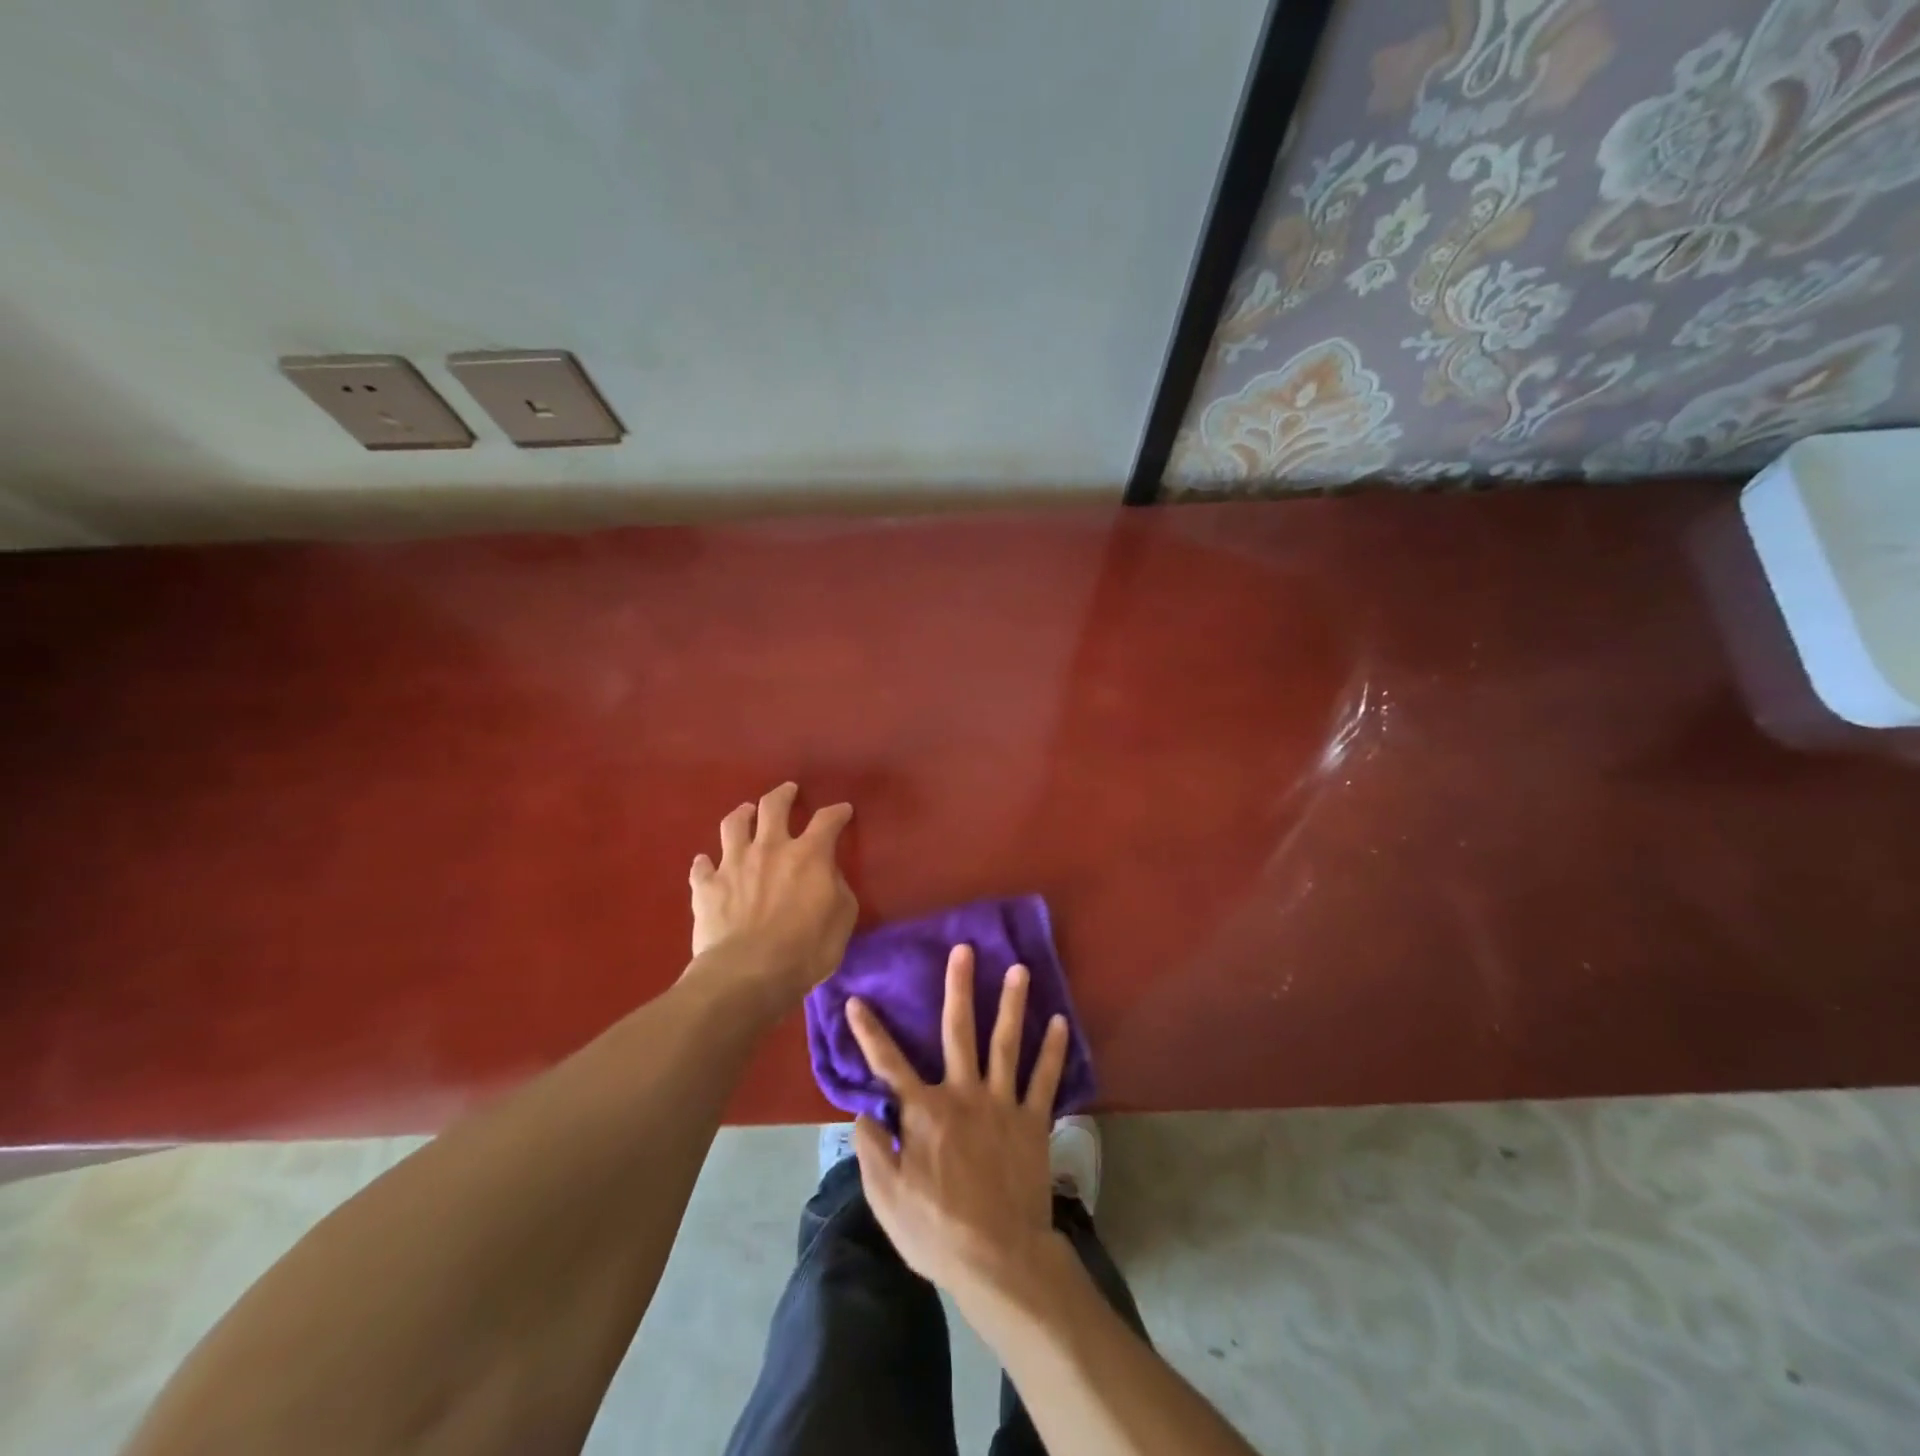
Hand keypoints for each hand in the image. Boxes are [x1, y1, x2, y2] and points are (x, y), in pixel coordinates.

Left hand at [689, 783, 856, 1009]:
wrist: (747, 974)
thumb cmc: (805, 950)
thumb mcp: (842, 919)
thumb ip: (837, 888)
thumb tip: (827, 875)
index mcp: (808, 855)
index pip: (827, 821)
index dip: (837, 812)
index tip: (843, 810)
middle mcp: (770, 848)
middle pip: (774, 807)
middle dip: (783, 794)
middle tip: (789, 790)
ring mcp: (733, 864)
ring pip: (734, 825)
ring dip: (742, 814)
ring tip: (746, 812)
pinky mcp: (706, 887)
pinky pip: (701, 867)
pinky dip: (705, 863)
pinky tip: (706, 863)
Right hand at [847, 943, 1071, 1300]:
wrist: (998, 1258)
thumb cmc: (935, 1230)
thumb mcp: (886, 1197)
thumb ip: (871, 1148)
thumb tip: (865, 1111)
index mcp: (924, 1111)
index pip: (888, 1063)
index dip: (868, 1032)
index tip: (855, 1000)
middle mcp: (963, 1094)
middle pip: (959, 1031)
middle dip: (959, 988)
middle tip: (964, 950)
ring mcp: (1001, 1103)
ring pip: (1006, 1043)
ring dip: (1013, 1004)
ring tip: (1020, 968)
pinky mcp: (1032, 1121)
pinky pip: (1045, 1079)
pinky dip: (1053, 1051)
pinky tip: (1060, 1022)